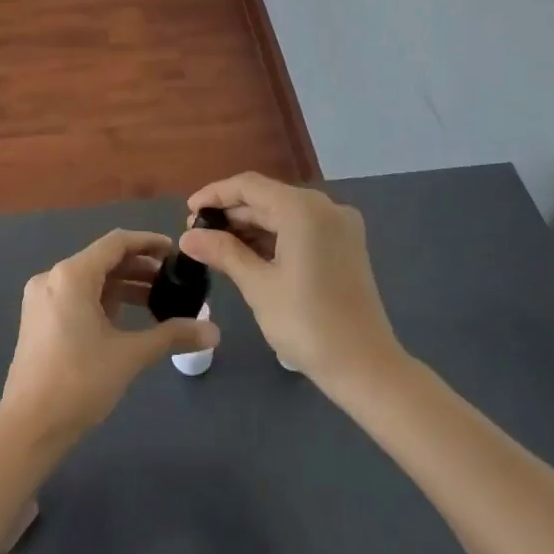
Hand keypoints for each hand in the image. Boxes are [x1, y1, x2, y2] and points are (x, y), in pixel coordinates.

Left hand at [0, 229, 220, 448]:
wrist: (29, 426)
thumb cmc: (80, 382)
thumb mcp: (130, 355)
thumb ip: (171, 336)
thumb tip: (214, 332)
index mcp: (72, 275)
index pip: (116, 243)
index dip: (148, 243)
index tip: (176, 252)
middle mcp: (52, 277)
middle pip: (102, 260)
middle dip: (139, 268)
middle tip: (172, 282)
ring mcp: (41, 298)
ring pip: (89, 280)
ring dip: (122, 286)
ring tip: (157, 301)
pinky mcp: (38, 319)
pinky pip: (76, 296)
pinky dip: (103, 300)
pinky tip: (126, 319)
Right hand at [179, 173, 402, 392]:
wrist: (365, 367)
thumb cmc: (306, 323)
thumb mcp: (257, 285)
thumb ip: (222, 252)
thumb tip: (188, 237)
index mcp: (304, 209)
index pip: (249, 186)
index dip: (215, 195)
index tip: (188, 212)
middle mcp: (325, 208)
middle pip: (267, 198)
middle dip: (231, 215)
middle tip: (197, 236)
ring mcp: (339, 227)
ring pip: (283, 215)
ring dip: (250, 228)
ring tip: (215, 248)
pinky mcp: (345, 247)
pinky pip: (301, 230)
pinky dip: (273, 239)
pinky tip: (247, 256)